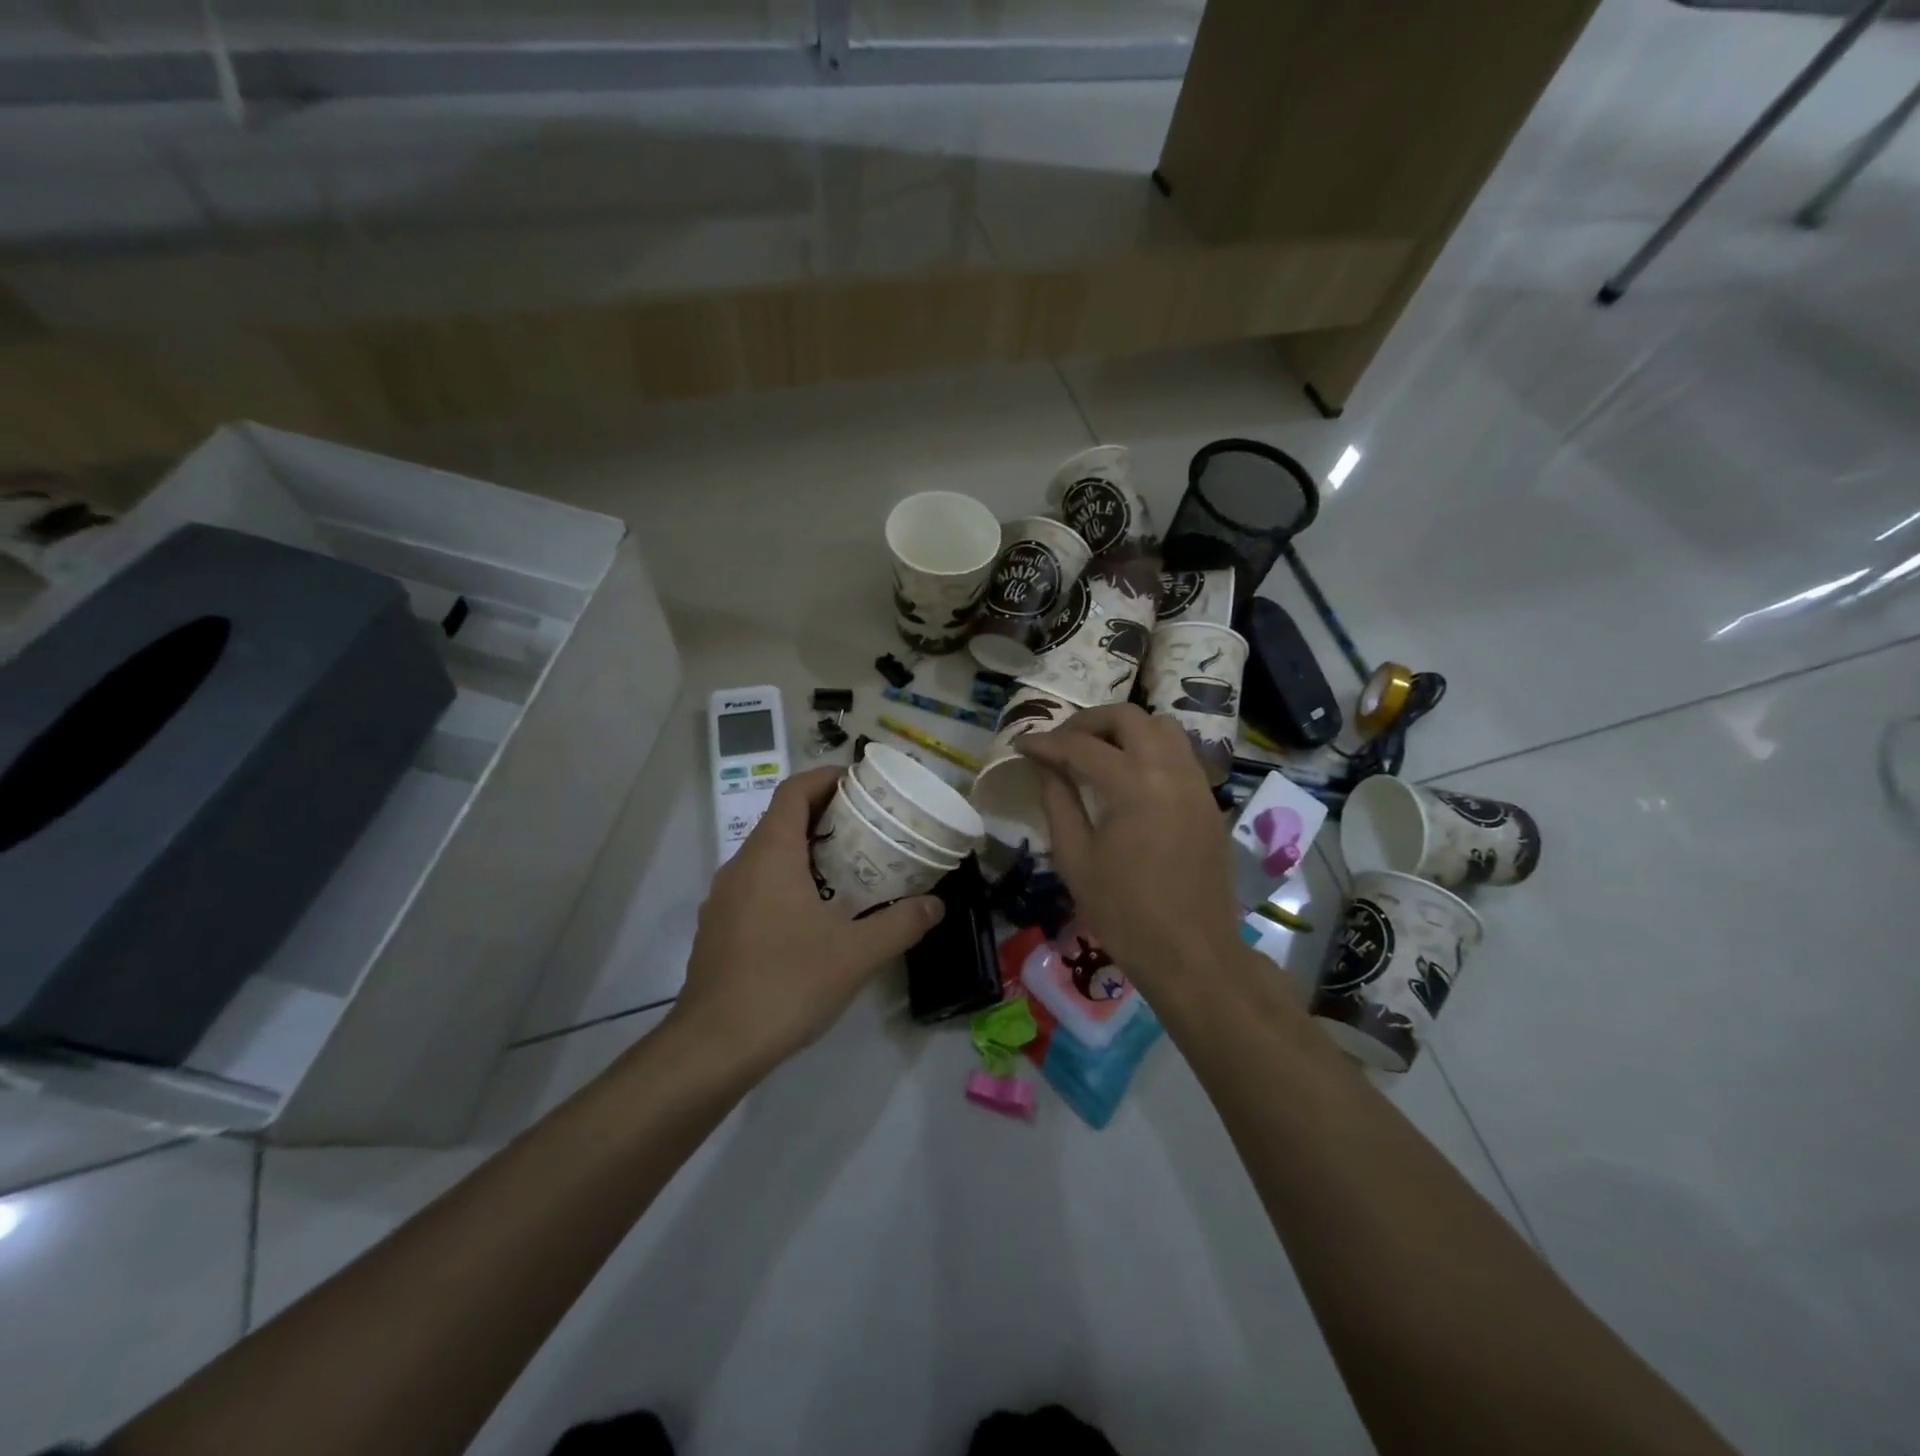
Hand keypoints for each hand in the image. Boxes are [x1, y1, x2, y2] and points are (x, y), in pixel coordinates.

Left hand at [669, 766, 943, 1073]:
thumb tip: (937, 905)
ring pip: (768, 855)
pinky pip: (757, 885)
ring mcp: (724, 899)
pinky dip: (788, 881)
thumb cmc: (786, 984)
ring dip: (807, 851)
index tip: (860, 783)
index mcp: (770, 855)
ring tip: (850, 868)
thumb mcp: (856, 954)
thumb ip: (901, 924)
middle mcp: (741, 866)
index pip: (794, 792)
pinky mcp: (720, 929)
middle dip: (825, 816)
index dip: (826, 778)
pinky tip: (816, 915)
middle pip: (782, 820)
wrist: (713, 1047)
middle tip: (869, 828)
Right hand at [1016, 705, 1242, 998]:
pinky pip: (1179, 753)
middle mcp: (1171, 770)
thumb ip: (1058, 802)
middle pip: (1128, 718)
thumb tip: (1046, 766)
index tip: (1022, 744)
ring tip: (1096, 752)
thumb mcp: (1076, 858)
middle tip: (1060, 743)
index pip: (1082, 746)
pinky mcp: (1209, 801)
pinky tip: (1129, 776)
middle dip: (1088, 722)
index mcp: (1135, 785)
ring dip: (1125, 729)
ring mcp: (1197, 783)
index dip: (1047, 742)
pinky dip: (1150, 748)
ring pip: (1162, 727)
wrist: (1192, 954)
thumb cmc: (1124, 913)